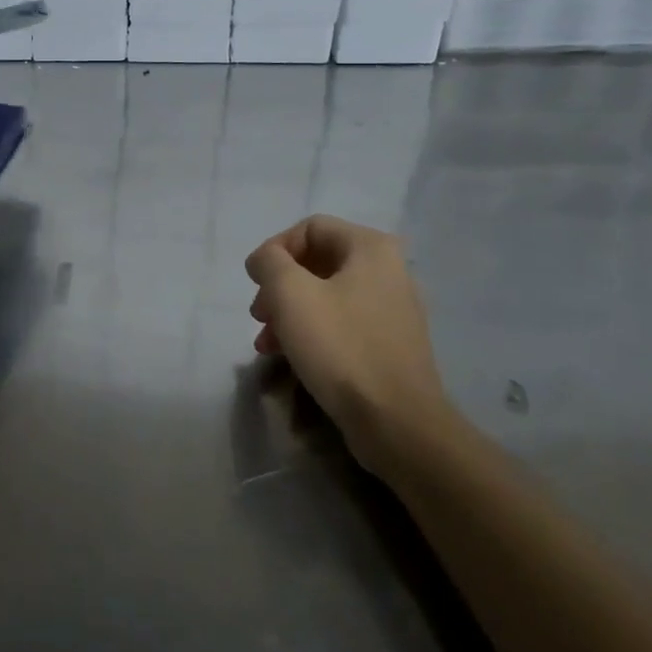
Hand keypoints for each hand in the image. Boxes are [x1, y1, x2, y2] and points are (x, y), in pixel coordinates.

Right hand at [244, 216, 451, 474]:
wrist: (397, 423)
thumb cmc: (341, 347)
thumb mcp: (290, 293)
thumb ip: (270, 262)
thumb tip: (266, 260)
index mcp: (371, 248)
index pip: (310, 228)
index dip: (274, 249)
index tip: (254, 282)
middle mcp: (389, 270)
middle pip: (317, 262)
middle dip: (279, 286)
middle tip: (258, 314)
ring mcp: (393, 309)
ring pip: (326, 296)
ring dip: (289, 312)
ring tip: (266, 343)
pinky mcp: (390, 344)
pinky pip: (342, 323)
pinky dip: (312, 332)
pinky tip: (290, 357)